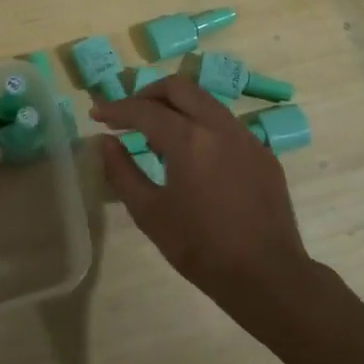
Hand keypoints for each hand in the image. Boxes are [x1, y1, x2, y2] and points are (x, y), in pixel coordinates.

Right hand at [92, 76, 313, 315]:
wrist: (267, 275)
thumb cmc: (200, 247)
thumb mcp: (149, 213)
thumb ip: (122, 172)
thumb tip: (106, 142)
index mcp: (189, 139)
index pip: (144, 110)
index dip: (115, 108)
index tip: (96, 114)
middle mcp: (219, 126)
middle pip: (179, 88)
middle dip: (147, 94)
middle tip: (127, 114)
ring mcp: (246, 137)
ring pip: (205, 101)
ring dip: (176, 107)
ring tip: (157, 134)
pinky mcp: (263, 153)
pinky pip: (225, 124)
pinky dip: (201, 125)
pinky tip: (193, 155)